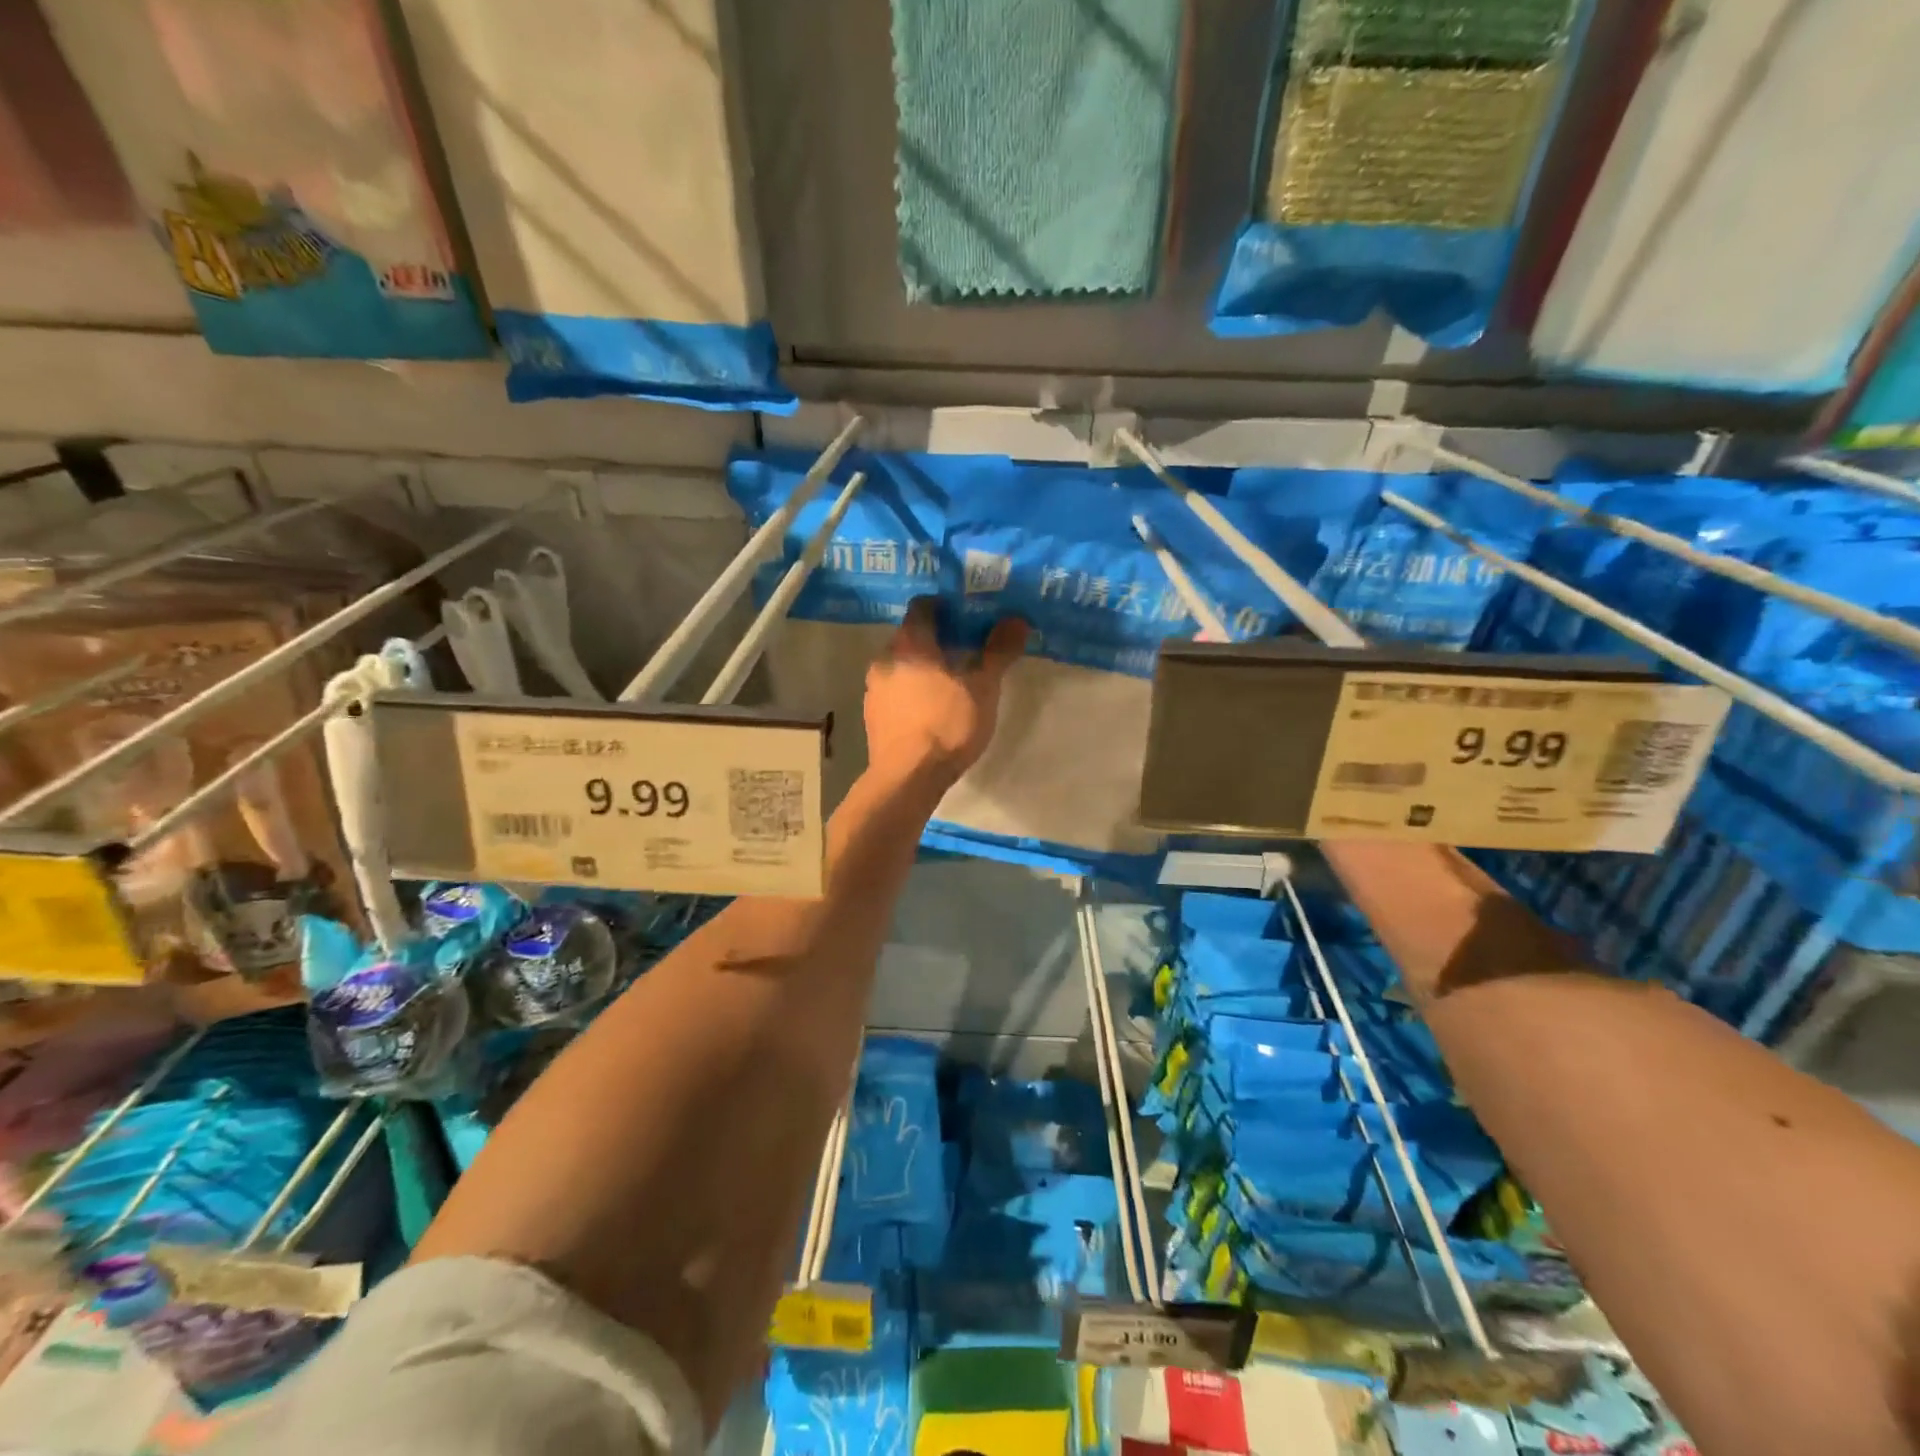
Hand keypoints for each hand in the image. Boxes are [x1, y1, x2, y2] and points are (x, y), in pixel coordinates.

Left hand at [864, 597, 1027, 791]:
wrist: (908, 778)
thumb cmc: (948, 725)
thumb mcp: (983, 688)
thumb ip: (998, 651)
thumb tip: (1017, 620)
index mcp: (910, 643)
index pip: (922, 606)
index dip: (945, 607)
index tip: (967, 617)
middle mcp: (885, 659)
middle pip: (911, 636)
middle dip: (936, 640)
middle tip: (965, 651)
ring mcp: (873, 689)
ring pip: (901, 665)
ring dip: (922, 667)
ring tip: (950, 683)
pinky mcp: (872, 715)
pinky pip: (894, 691)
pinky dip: (911, 691)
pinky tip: (930, 710)